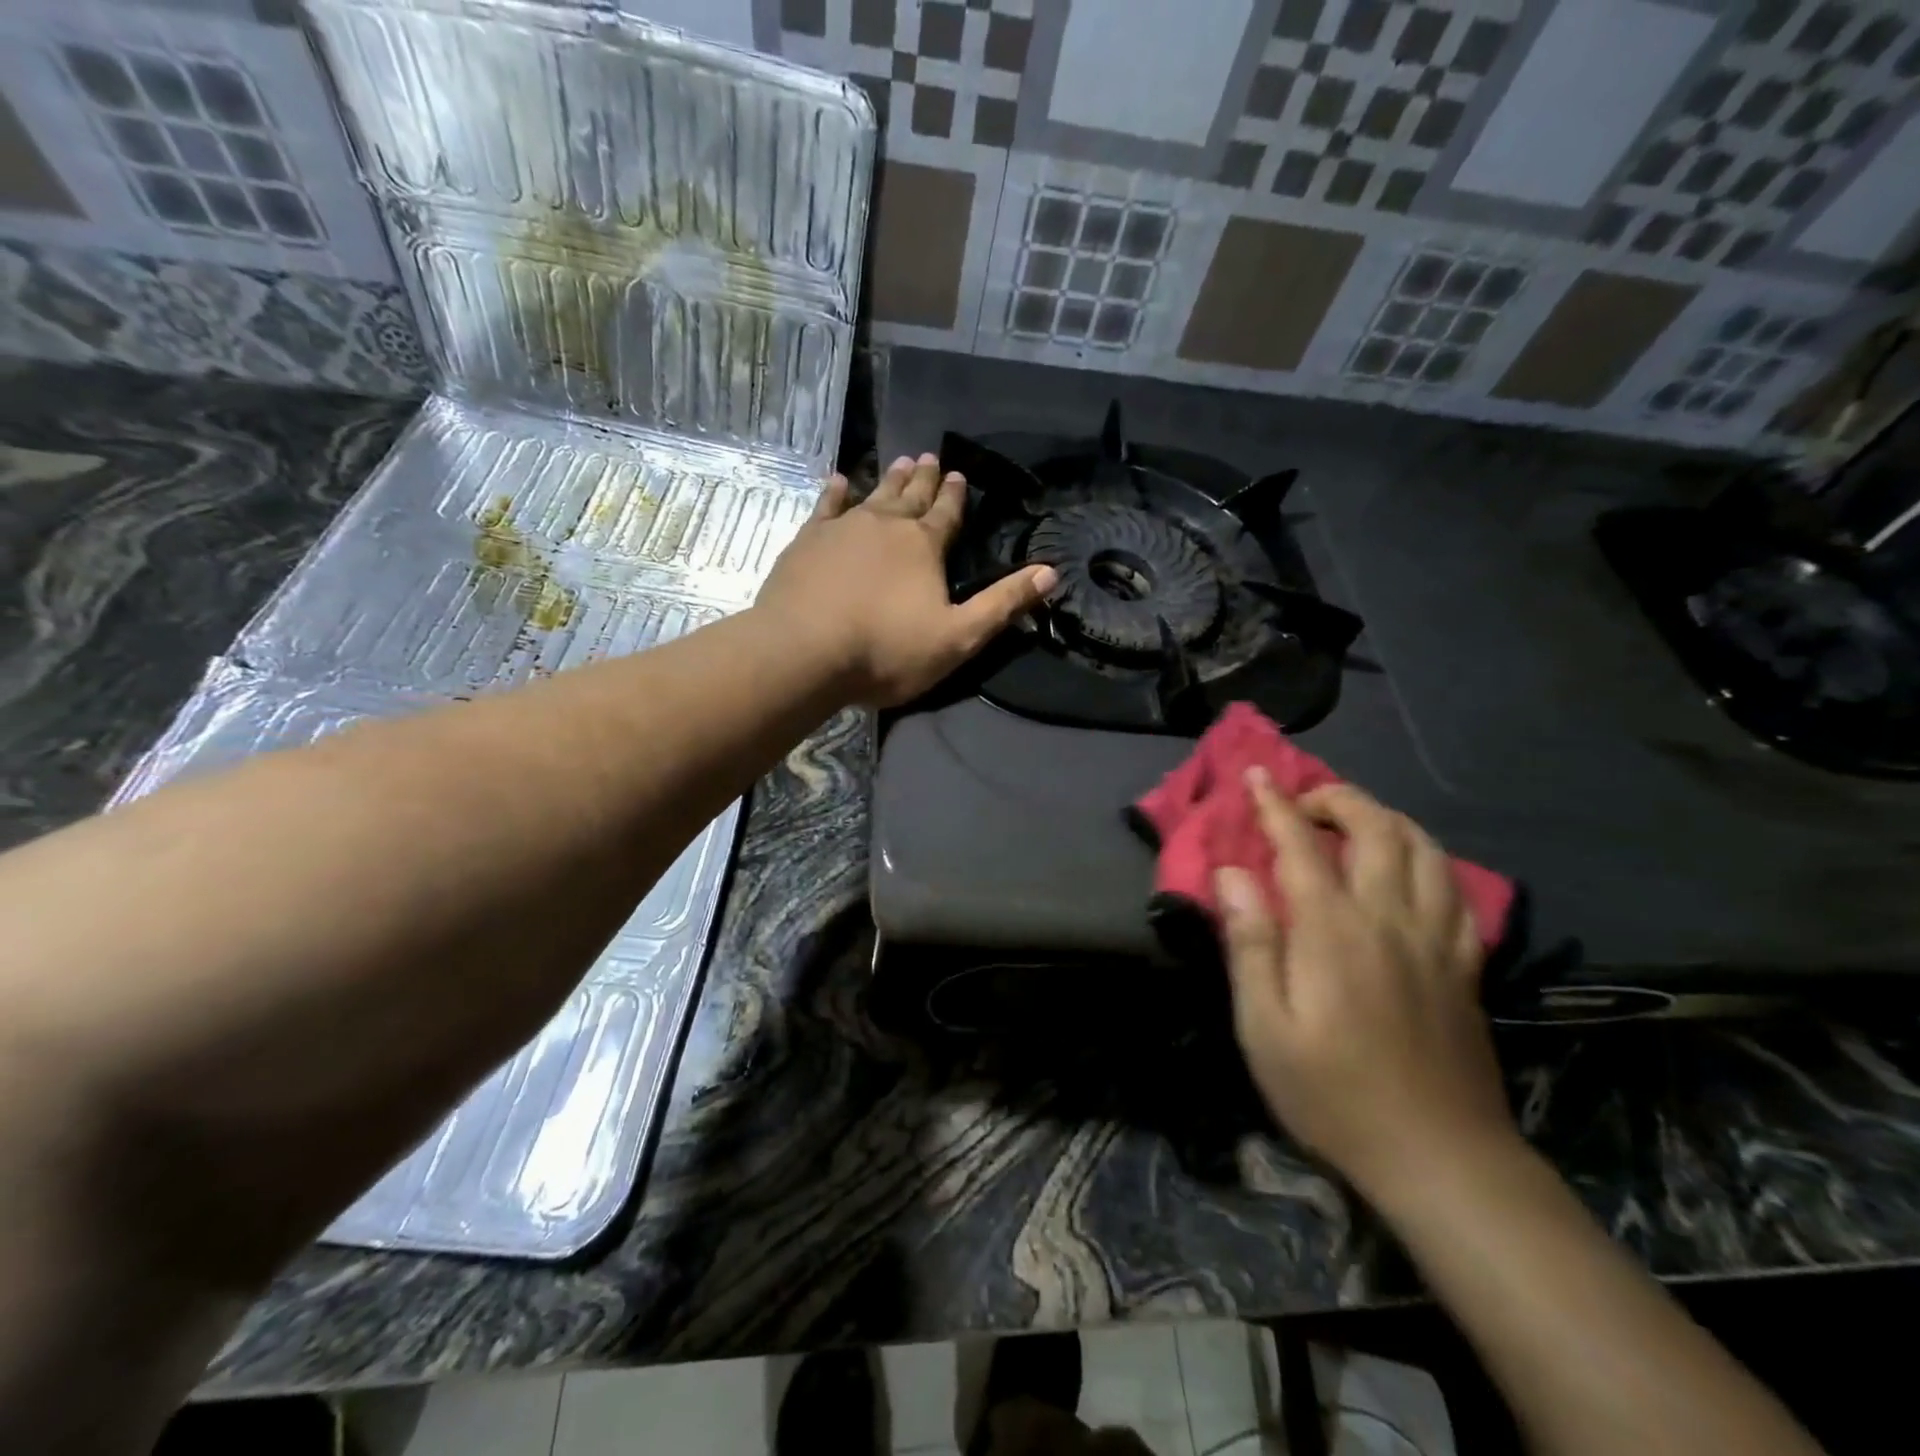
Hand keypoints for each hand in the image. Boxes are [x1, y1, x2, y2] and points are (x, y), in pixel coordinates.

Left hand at [757, 454, 1057, 707]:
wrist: (803, 653)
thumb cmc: (885, 651)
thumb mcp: (958, 637)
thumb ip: (1002, 604)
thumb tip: (1050, 573)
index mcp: (924, 546)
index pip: (947, 513)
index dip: (956, 496)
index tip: (959, 475)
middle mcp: (886, 525)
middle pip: (911, 496)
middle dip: (924, 478)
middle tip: (930, 456)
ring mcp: (842, 528)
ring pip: (872, 494)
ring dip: (889, 478)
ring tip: (900, 461)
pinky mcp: (807, 541)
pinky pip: (825, 506)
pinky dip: (835, 492)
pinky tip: (838, 481)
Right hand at [1215, 772, 1515, 1202]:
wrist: (1440, 1158)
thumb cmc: (1333, 1094)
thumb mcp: (1264, 1028)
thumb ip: (1249, 943)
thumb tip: (1231, 874)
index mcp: (1333, 930)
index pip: (1300, 844)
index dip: (1275, 804)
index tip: (1256, 774)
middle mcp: (1390, 918)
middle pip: (1375, 828)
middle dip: (1336, 799)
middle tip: (1303, 802)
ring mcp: (1436, 939)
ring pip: (1424, 848)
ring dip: (1387, 817)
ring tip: (1354, 822)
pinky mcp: (1465, 964)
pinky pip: (1456, 888)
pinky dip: (1429, 859)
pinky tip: (1410, 869)